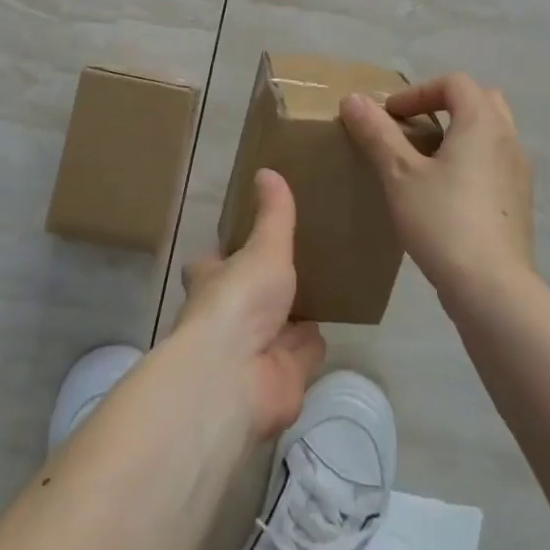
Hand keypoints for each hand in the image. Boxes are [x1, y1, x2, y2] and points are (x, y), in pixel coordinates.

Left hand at [174, 170, 326, 439]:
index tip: (247, 237)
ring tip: (324, 282)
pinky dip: (316, 341)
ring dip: (298, 314)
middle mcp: (230, 316)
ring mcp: (257, 350)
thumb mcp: (262, 248)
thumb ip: (273, 214)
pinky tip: (336, 319)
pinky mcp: (284, 377)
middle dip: (270, 285)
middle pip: (251, 296)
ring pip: (281, 325)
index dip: (226, 254)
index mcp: (213, 281)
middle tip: (301, 257)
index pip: (213, 263)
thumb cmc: (239, 302)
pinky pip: (305, 352)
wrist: (237, 379)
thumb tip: (266, 170)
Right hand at [341, 73, 534, 311]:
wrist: (492, 288)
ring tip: (427, 159)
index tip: (390, 115)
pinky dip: (472, 161)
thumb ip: (377, 133)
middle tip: (414, 127)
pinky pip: (495, 163)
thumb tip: (353, 99)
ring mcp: (519, 172)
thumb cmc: (443, 221)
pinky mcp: (519, 203)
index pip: (454, 83)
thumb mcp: (399, 175)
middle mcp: (508, 139)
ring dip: (460, 134)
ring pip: (491, 134)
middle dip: (445, 106)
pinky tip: (446, 193)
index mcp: (482, 123)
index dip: (418, 91)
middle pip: (480, 101)